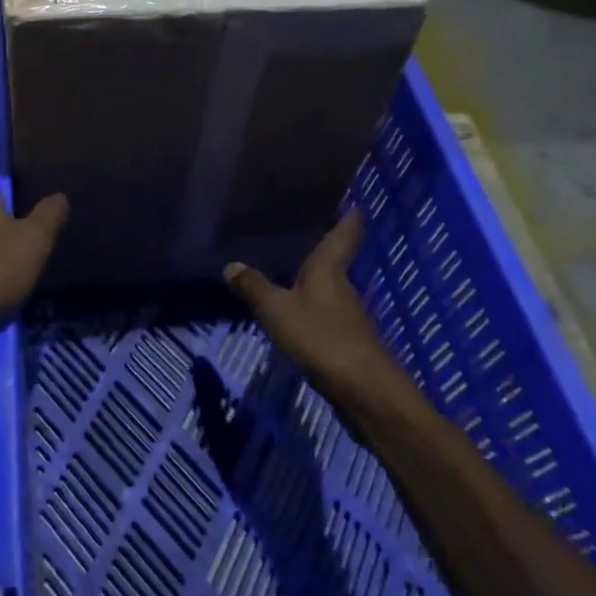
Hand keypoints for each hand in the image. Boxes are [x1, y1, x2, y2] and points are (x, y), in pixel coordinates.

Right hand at [224, 211, 403, 410]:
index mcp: (329, 270)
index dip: (350, 219)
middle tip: (307, 236)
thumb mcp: (277, 309)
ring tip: (295, 275)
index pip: (344, 235)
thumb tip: (231, 264)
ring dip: (317, 285)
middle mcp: (343, 288)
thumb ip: (254, 287)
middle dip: (325, 252)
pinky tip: (300, 318)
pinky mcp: (348, 344)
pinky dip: (315, 313)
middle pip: (336, 263)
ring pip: (331, 292)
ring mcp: (349, 317)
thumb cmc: (321, 336)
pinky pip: (327, 318)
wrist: (364, 390)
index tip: (357, 204)